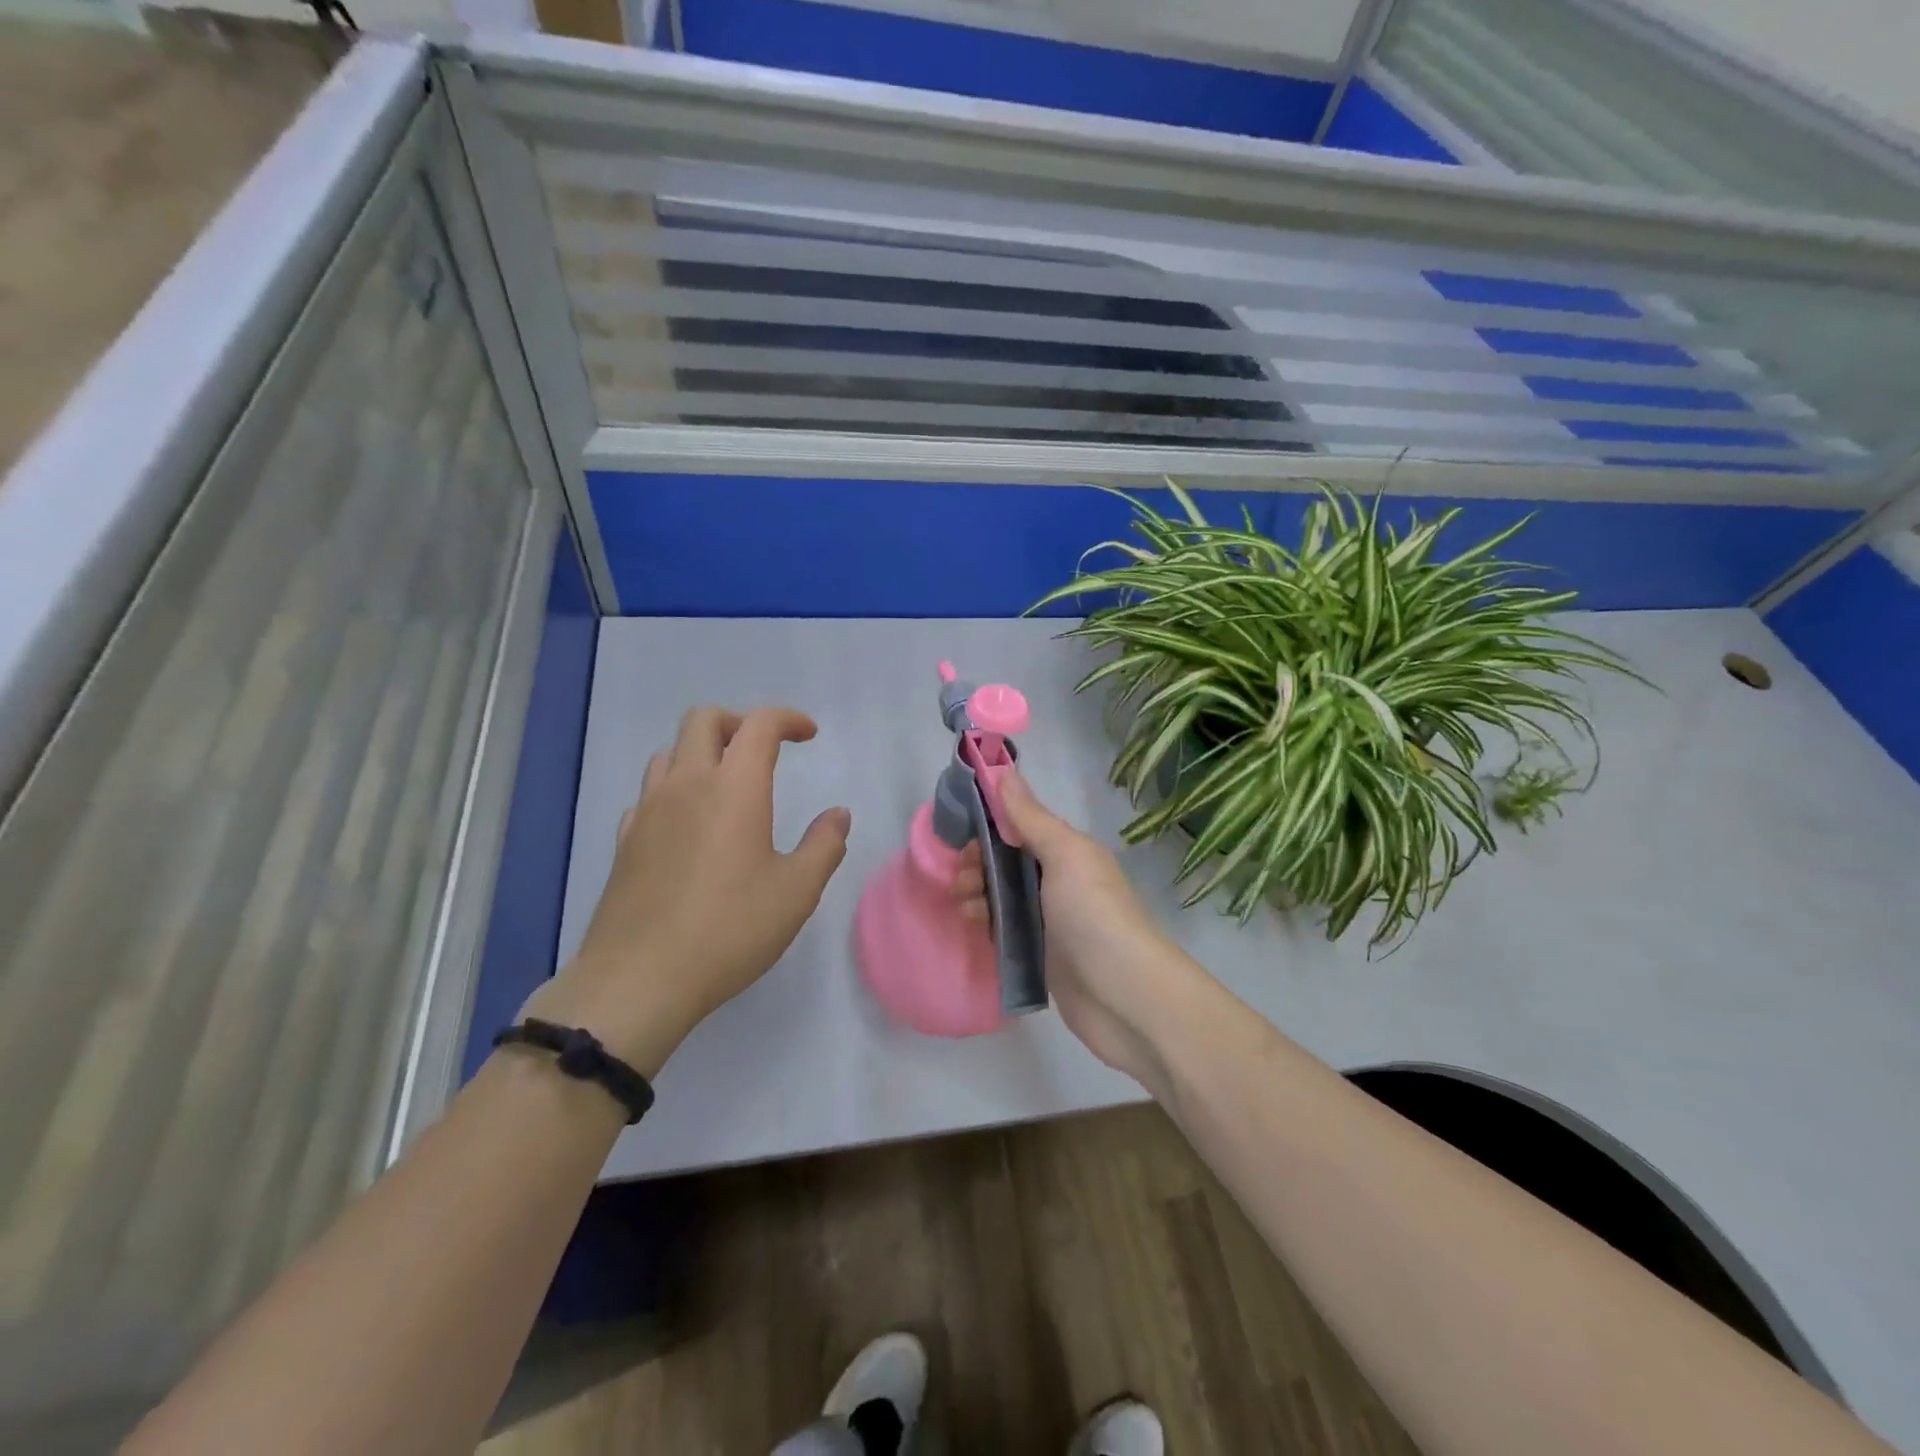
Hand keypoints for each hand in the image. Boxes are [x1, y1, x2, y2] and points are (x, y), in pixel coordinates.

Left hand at [524, 706, 851, 1077]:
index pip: (759, 725)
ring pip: (670, 752)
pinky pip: (649, 793)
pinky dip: (675, 790)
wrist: (640, 979)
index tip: (809, 735)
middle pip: (704, 720)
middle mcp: (686, 785)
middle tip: (766, 752)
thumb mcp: (796, 891)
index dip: (788, 719)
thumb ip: (824, 845)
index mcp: (734, 787)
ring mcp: (648, 811)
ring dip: (703, 752)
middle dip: (740, 722)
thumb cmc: (730, 929)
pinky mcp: (625, 841)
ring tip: (728, 785)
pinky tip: (689, 826)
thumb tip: (838, 814)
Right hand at [954, 771, 1203, 1094]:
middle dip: (979, 863)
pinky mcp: (1042, 955)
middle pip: (1008, 862)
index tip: (961, 835)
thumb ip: (1031, 818)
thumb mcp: (1064, 855)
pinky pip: (1007, 929)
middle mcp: (1060, 881)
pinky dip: (988, 923)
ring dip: (978, 893)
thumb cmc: (1092, 914)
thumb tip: (1005, 771)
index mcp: (1069, 852)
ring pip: (1004, 896)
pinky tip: (973, 926)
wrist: (1123, 995)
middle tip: (960, 878)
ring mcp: (1051, 920)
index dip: (989, 826)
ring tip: (964, 906)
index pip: (1021, 827)